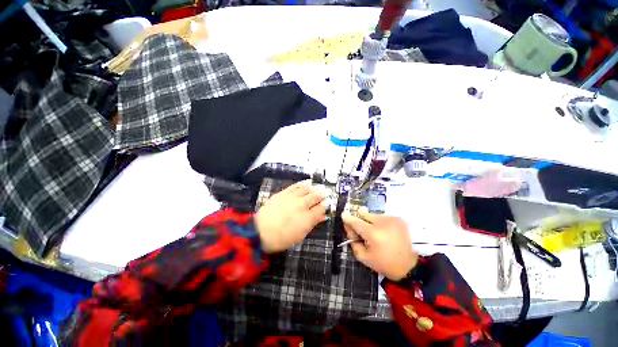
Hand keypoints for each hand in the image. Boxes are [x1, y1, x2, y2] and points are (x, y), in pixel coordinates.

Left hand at [255, 181, 326, 252]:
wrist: (260, 231)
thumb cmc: (282, 238)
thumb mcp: (300, 235)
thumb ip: (312, 223)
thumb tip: (322, 216)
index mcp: (307, 218)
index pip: (321, 208)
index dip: (325, 206)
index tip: (326, 206)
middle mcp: (301, 205)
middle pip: (315, 196)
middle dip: (321, 195)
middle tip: (324, 194)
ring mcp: (292, 197)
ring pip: (306, 189)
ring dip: (312, 189)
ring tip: (314, 190)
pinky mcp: (283, 193)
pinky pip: (295, 186)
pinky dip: (302, 185)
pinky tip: (304, 185)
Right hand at [342, 208, 417, 280]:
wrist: (410, 266)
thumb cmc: (385, 263)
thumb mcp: (365, 258)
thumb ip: (354, 243)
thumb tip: (349, 229)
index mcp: (373, 234)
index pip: (356, 222)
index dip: (348, 218)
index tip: (343, 214)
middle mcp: (382, 223)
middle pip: (364, 213)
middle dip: (360, 219)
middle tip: (362, 229)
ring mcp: (392, 219)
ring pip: (373, 215)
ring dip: (371, 221)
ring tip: (377, 234)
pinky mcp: (399, 219)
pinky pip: (383, 217)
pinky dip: (381, 223)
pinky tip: (386, 233)